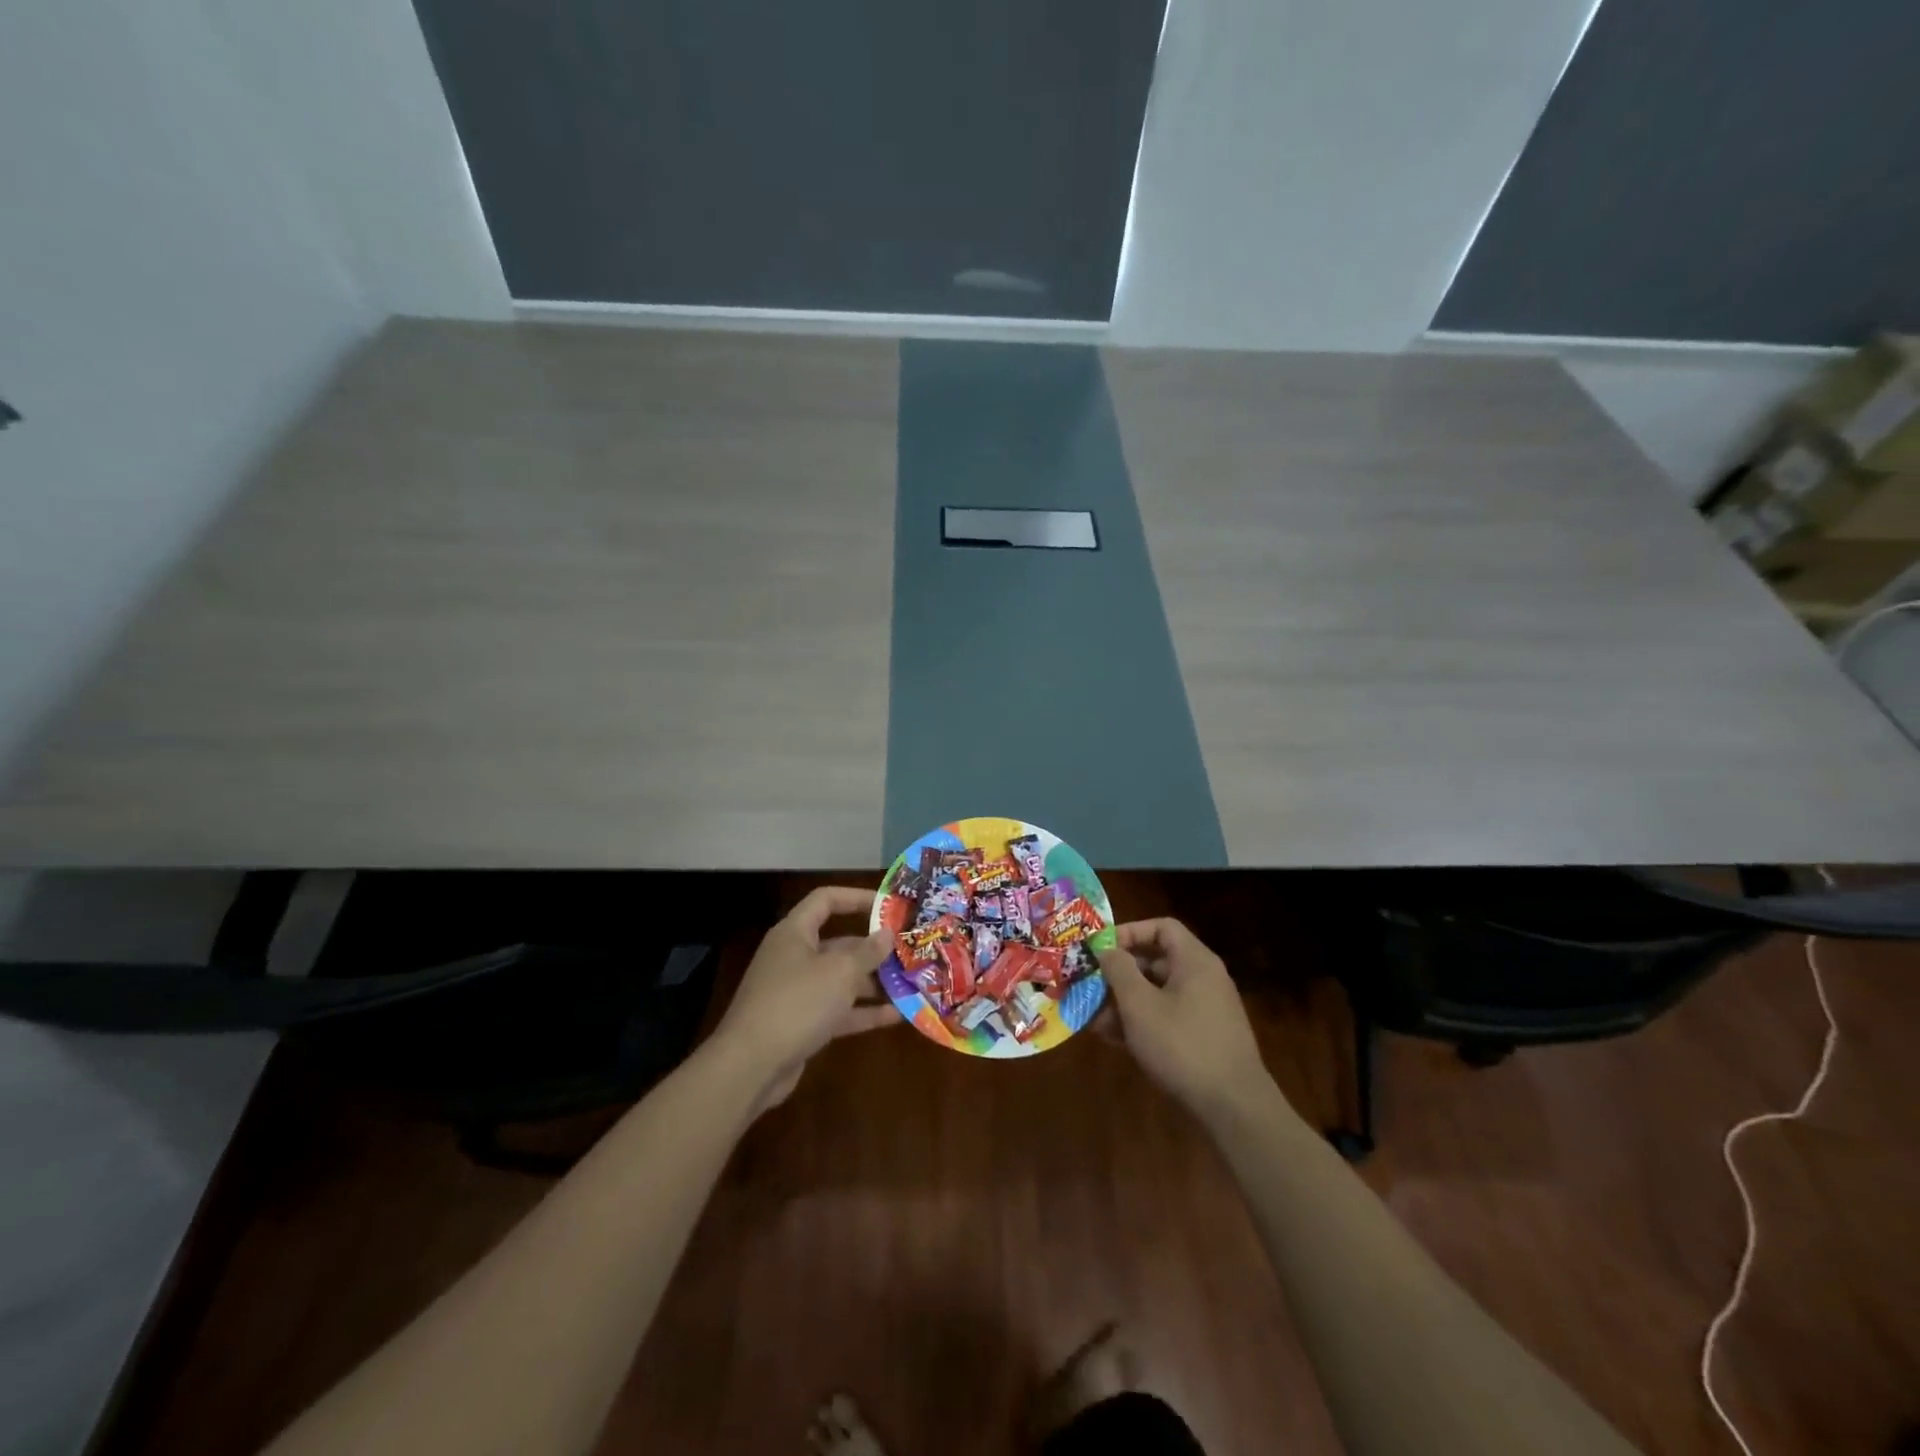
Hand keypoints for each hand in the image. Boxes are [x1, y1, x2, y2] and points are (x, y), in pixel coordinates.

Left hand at [713, 886, 897, 1110]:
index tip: (889, 907)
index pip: (826, 900)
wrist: (750, 1066)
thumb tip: (887, 933)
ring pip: (842, 980)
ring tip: (911, 984)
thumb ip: (868, 952)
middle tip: (910, 951)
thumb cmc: (796, 1003)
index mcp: (795, 933)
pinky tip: (897, 1016)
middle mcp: (795, 957)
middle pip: (839, 943)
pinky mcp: (802, 1024)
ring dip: (874, 983)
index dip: (857, 898)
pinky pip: (838, 1010)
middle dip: (874, 949)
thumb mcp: (839, 972)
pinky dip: (864, 1012)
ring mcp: (797, 992)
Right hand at [1097, 919, 1272, 1120]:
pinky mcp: (1205, 1037)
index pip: (1161, 927)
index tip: (1101, 949)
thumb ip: (1119, 970)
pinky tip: (1116, 1041)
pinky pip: (1168, 1017)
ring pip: (1158, 993)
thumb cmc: (1183, 1045)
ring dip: (1125, 1002)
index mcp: (1194, 961)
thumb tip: (1106, 948)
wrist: (1234, 1108)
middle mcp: (1204, 978)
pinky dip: (1143, 1022)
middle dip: (1120, 974)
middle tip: (1090, 986)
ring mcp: (1206, 1009)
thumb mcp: (1140, 1005)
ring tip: (1095, 1021)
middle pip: (1156, 961)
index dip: (1129, 932)